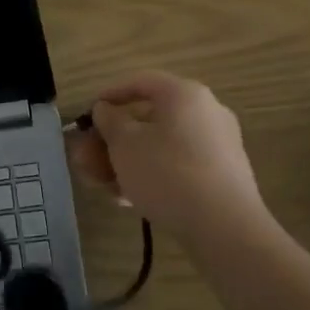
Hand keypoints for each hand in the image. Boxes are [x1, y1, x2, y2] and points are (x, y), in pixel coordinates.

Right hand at [68, 72, 265, 239]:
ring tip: (100, 185)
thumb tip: (106, 110)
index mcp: (184, 94)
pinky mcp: (220, 176)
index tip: (86, 116)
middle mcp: (205, 112)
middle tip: (85, 159)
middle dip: (111, 140)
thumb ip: (109, 121)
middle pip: (147, 119)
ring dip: (125, 162)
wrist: (224, 227)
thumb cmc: (167, 173)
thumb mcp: (124, 145)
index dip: (108, 96)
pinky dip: (150, 175)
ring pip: (159, 146)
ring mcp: (216, 145)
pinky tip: (126, 199)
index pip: (140, 82)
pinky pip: (176, 166)